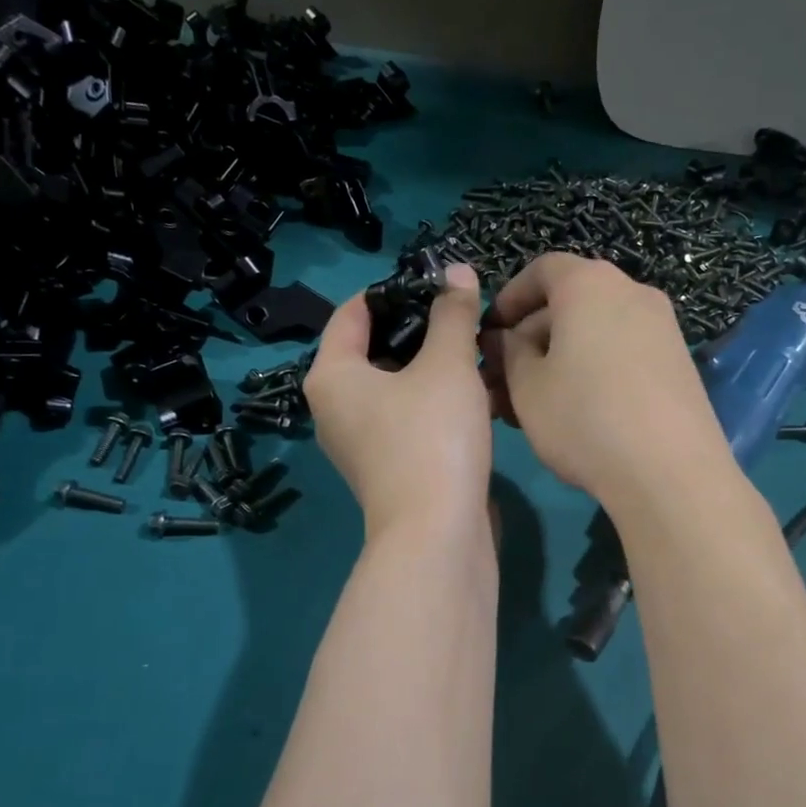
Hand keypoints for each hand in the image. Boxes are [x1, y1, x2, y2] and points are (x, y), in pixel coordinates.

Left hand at [305, 264, 492, 537]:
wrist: (439, 534)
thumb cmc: (433, 437)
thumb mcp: (447, 365)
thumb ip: (452, 314)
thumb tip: (457, 272)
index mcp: (331, 376)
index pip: (353, 311)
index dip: (395, 288)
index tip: (438, 282)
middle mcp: (335, 407)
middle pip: (374, 347)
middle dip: (419, 327)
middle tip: (463, 312)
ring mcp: (361, 441)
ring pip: (396, 384)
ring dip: (432, 364)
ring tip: (474, 346)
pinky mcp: (388, 465)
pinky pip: (407, 415)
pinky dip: (434, 398)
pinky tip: (473, 391)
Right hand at [480, 254, 730, 506]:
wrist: (670, 473)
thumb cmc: (584, 418)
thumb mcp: (527, 387)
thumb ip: (509, 352)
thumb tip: (507, 338)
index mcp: (590, 285)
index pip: (542, 269)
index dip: (510, 297)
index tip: (490, 332)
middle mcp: (632, 293)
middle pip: (570, 301)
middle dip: (531, 336)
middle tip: (505, 378)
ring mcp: (662, 328)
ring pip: (595, 331)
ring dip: (559, 357)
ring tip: (534, 403)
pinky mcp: (678, 363)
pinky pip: (622, 351)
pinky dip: (593, 368)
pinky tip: (576, 412)